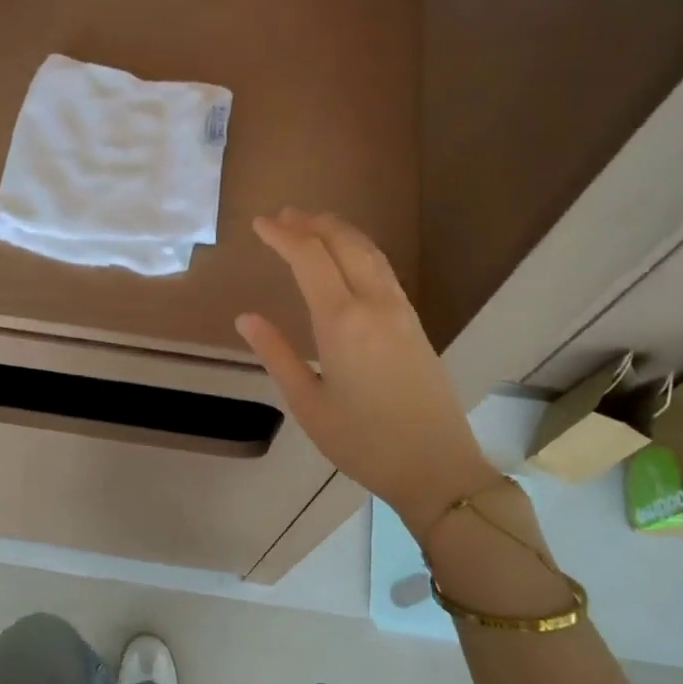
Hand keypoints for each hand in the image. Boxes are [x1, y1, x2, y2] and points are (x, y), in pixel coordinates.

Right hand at [236, 209, 505, 541]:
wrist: (435, 467)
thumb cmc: (363, 442)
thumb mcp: (308, 403)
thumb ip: (276, 354)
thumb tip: (246, 318)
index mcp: (342, 322)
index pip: (309, 258)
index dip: (283, 235)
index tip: (259, 223)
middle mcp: (375, 304)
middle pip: (344, 243)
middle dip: (312, 223)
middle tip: (283, 216)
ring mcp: (401, 311)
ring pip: (369, 252)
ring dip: (339, 231)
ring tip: (312, 224)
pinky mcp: (415, 323)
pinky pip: (383, 270)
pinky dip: (359, 250)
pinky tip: (348, 259)